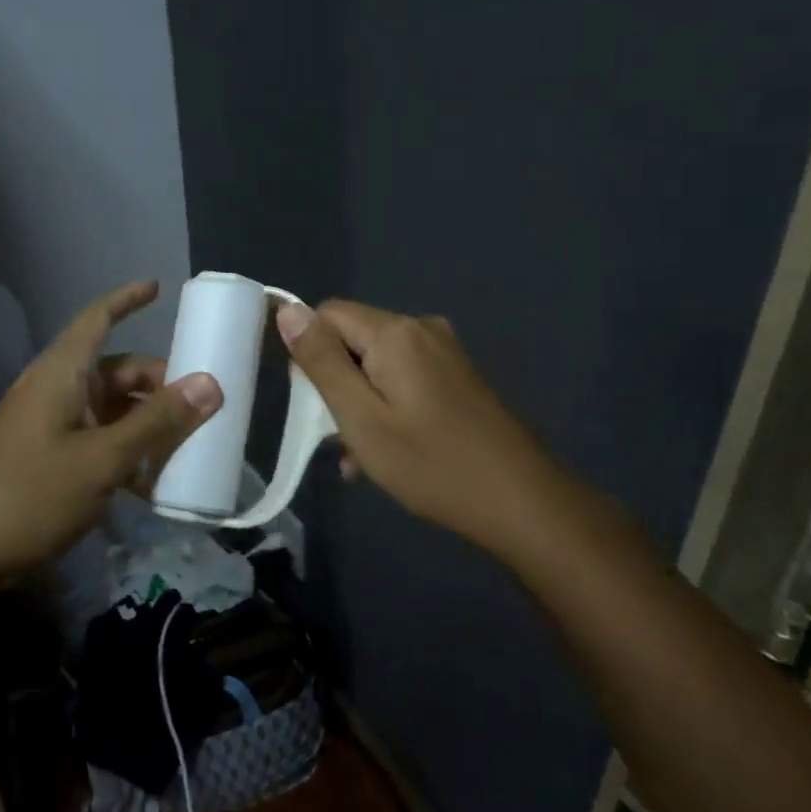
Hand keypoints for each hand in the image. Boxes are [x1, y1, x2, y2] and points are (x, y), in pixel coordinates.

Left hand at [0, 280, 220, 595]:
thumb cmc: (27, 496)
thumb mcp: (101, 460)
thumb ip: (156, 422)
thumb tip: (210, 383)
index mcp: (62, 374)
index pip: (97, 318)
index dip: (127, 299)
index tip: (160, 287)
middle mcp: (56, 391)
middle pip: (116, 372)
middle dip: (159, 384)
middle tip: (203, 407)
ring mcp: (49, 427)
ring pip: (111, 411)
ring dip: (147, 425)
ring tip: (187, 450)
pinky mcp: (46, 460)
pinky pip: (97, 442)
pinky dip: (126, 453)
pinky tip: (152, 485)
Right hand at [276, 299, 549, 553]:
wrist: (522, 502)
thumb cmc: (432, 464)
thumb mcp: (361, 418)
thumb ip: (321, 362)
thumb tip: (288, 309)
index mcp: (395, 332)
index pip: (326, 314)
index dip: (309, 353)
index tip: (311, 402)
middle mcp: (421, 329)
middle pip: (352, 339)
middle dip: (335, 384)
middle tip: (337, 437)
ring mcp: (444, 352)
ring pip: (377, 364)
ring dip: (359, 403)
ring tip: (360, 458)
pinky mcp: (457, 376)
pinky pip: (404, 378)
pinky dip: (387, 407)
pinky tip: (388, 452)